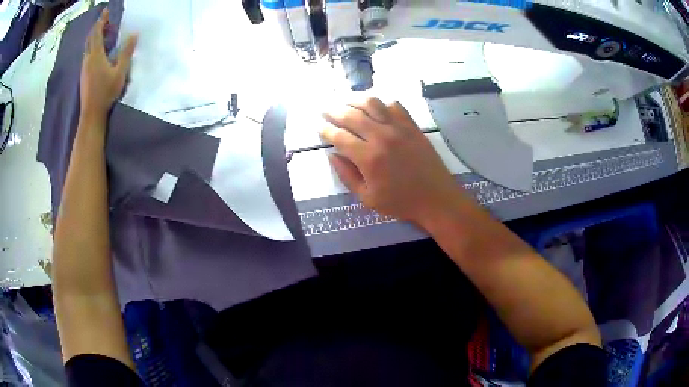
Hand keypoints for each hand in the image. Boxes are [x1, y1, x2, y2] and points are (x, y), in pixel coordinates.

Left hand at [79, 8, 136, 120]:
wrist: (91, 114)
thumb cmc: (106, 92)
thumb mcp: (120, 72)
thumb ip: (127, 52)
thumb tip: (134, 34)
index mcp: (95, 55)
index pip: (96, 32)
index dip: (101, 20)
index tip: (106, 11)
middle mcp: (87, 58)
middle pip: (90, 38)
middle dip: (97, 27)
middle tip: (107, 22)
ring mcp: (84, 68)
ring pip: (88, 47)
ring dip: (95, 37)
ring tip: (105, 34)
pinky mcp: (83, 75)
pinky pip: (87, 55)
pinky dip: (93, 47)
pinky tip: (100, 51)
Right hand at [321, 98, 468, 226]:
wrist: (436, 198)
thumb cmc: (400, 202)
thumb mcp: (367, 198)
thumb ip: (347, 176)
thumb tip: (332, 155)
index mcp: (368, 158)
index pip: (339, 136)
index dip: (325, 129)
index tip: (319, 126)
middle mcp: (381, 137)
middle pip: (352, 115)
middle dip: (334, 111)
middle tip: (325, 109)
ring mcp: (399, 128)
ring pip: (372, 103)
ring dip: (355, 99)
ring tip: (345, 100)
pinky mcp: (412, 126)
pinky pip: (395, 105)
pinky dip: (382, 103)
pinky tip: (376, 107)